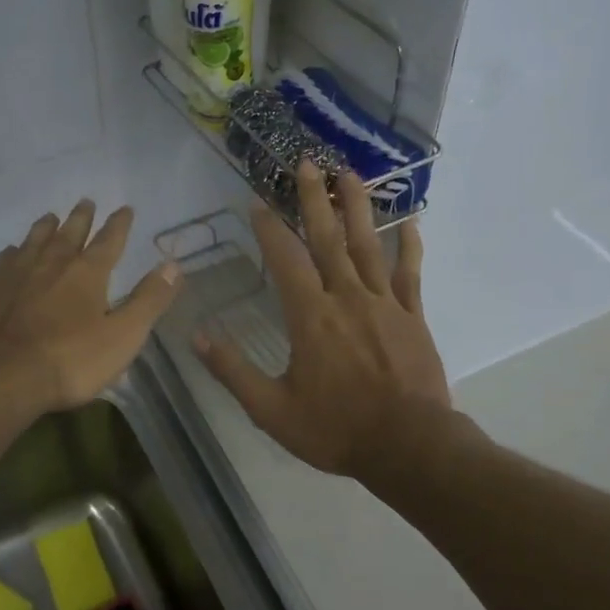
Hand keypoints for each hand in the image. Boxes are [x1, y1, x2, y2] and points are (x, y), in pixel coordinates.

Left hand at [0, 200, 181, 413]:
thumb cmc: (70, 360)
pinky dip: (12, 252)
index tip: (125, 208)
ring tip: (50, 217)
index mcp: (87, 272)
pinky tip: (11, 253)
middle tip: (86, 202)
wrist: (0, 377)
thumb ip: (149, 300)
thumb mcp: (123, 335)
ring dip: (46, 227)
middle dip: (81, 217)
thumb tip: (174, 265)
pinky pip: (3, 260)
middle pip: (69, 232)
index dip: (120, 224)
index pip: (109, 240)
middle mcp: (51, 263)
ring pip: (34, 240)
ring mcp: (16, 274)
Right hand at [195, 163, 449, 478]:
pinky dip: (409, 247)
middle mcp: (346, 297)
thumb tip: (196, 336)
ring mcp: (384, 303)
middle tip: (307, 163)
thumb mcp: (272, 409)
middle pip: (327, 239)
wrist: (409, 445)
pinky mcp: (413, 316)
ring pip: (369, 245)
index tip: (257, 202)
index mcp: (310, 316)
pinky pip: (410, 274)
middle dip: (315, 199)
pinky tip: (411, 223)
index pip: (284, 260)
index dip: (269, 229)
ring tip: (350, 174)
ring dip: (358, 207)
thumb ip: (233, 370)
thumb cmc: (336, 429)